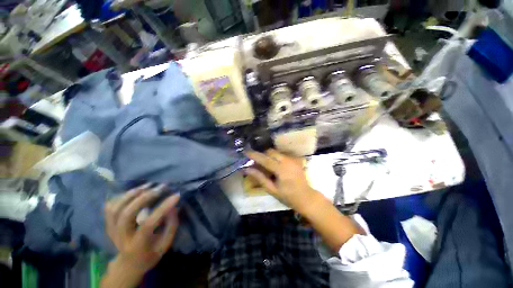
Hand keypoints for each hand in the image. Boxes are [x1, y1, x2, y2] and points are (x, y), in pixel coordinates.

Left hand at [104, 184, 179, 274]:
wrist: (129, 264)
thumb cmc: (151, 254)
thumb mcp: (165, 244)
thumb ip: (170, 226)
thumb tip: (173, 206)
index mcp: (137, 246)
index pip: (148, 225)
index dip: (163, 208)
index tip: (176, 195)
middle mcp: (121, 238)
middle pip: (127, 214)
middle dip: (144, 197)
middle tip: (160, 187)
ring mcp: (111, 231)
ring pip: (115, 208)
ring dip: (132, 194)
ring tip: (148, 185)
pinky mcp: (108, 225)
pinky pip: (110, 207)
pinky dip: (121, 196)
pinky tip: (135, 191)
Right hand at [245, 149, 320, 212]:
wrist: (306, 197)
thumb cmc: (288, 196)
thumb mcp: (272, 189)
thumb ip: (259, 178)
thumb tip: (247, 169)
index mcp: (281, 169)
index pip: (264, 159)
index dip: (254, 155)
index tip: (245, 152)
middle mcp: (287, 161)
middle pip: (270, 152)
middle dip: (262, 155)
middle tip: (257, 163)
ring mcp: (292, 159)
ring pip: (276, 152)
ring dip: (269, 156)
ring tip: (266, 165)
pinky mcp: (295, 159)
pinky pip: (282, 154)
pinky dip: (275, 157)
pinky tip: (275, 166)